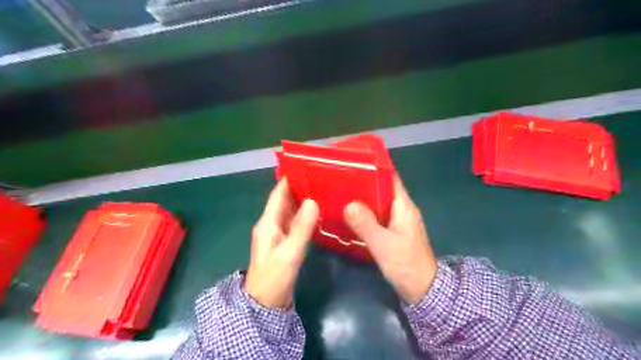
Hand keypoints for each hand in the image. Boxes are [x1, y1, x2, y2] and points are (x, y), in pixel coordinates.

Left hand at [245, 179, 318, 307]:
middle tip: (320, 177)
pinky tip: (316, 211)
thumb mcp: (289, 252)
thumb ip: (301, 227)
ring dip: (302, 200)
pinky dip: (304, 214)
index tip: (305, 166)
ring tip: (321, 189)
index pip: (278, 194)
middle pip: (284, 200)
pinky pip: (294, 222)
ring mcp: (277, 233)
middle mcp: (271, 224)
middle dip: (299, 187)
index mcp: (268, 223)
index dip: (289, 179)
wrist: (265, 304)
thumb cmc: (274, 277)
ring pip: (290, 210)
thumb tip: (312, 201)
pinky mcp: (284, 241)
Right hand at [343, 176, 437, 303]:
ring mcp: (396, 221)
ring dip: (361, 199)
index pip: (390, 178)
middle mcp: (400, 209)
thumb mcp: (384, 245)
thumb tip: (348, 204)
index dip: (374, 168)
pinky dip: (363, 213)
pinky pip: (375, 216)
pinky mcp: (391, 231)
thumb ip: (366, 224)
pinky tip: (348, 215)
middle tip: (339, 179)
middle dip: (362, 183)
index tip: (353, 164)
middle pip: (380, 189)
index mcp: (403, 206)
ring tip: (339, 193)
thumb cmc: (406, 264)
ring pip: (376, 203)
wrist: (422, 289)